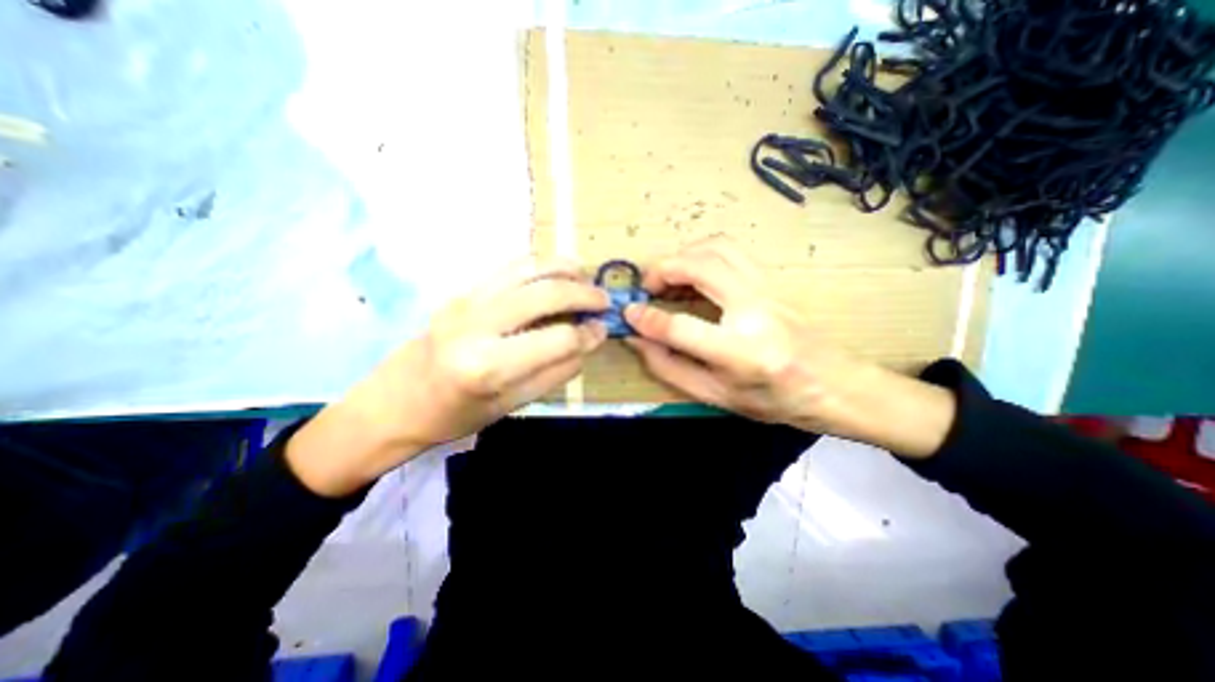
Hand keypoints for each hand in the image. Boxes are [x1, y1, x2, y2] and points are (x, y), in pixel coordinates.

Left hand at [286, 256, 607, 495]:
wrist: (393, 402)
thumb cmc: (453, 416)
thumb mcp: (511, 406)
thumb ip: (555, 373)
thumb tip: (587, 342)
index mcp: (489, 366)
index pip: (558, 339)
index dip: (588, 334)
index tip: (602, 330)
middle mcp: (478, 324)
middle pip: (545, 293)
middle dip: (583, 293)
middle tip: (602, 299)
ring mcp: (466, 301)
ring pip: (527, 268)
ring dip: (562, 267)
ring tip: (584, 275)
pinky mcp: (461, 292)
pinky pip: (507, 267)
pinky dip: (538, 264)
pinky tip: (553, 272)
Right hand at [626, 234, 959, 457]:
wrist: (834, 385)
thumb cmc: (774, 401)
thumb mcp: (715, 396)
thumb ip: (671, 368)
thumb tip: (638, 340)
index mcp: (741, 353)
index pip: (681, 327)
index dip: (648, 319)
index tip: (628, 313)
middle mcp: (755, 311)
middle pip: (701, 267)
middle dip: (663, 269)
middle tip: (646, 286)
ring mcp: (767, 290)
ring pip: (717, 248)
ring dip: (683, 255)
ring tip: (666, 278)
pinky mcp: (770, 281)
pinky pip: (731, 251)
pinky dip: (702, 254)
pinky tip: (692, 275)